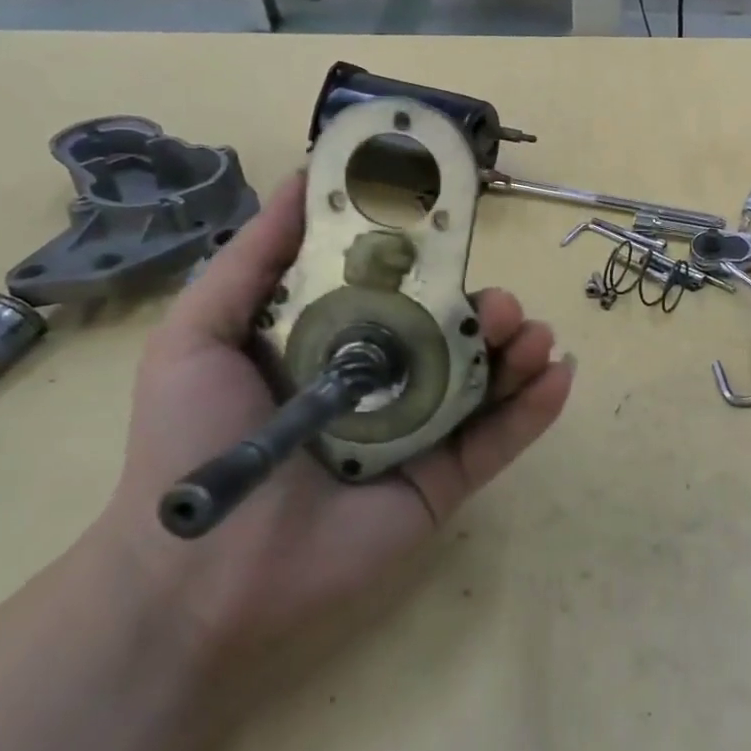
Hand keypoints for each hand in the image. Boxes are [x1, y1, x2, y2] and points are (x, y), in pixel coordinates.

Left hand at [96, 172, 574, 666]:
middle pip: (455, 329)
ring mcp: (423, 431)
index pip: (400, 288)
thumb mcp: (202, 334)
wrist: (200, 575)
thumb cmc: (191, 442)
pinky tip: (559, 375)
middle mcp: (388, 379)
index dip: (433, 258)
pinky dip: (537, 407)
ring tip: (532, 337)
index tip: (459, 229)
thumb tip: (305, 175)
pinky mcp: (447, 480)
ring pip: (488, 378)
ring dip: (521, 349)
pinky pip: (501, 439)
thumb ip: (254, 258)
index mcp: (337, 342)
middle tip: (500, 304)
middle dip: (488, 307)